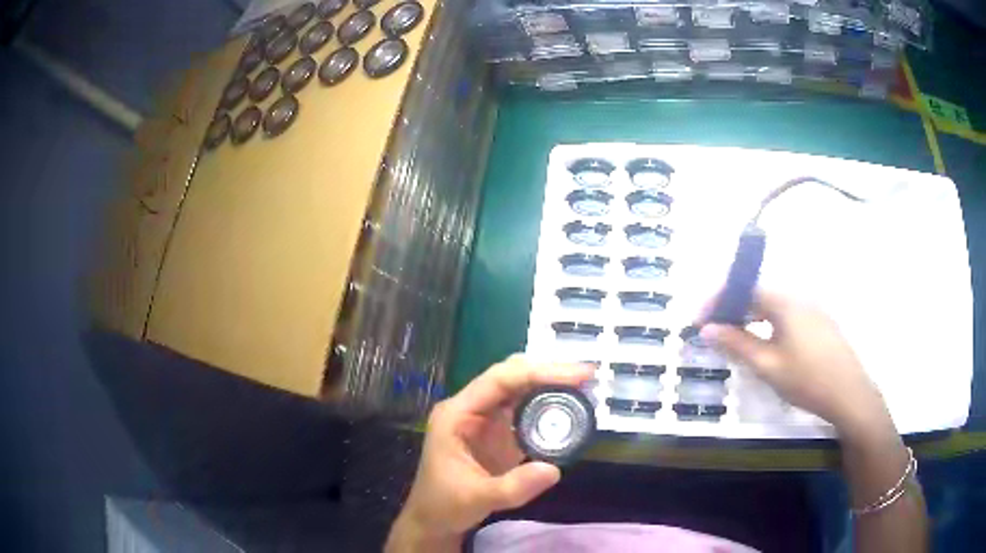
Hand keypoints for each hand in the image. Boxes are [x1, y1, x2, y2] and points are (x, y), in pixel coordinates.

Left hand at [385, 356, 593, 551]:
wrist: (434, 520)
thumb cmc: (444, 506)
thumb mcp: (477, 499)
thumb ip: (514, 487)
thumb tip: (555, 469)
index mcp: (457, 414)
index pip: (499, 380)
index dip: (539, 372)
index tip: (577, 375)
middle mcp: (471, 408)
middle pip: (511, 377)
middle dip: (548, 372)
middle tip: (586, 377)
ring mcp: (484, 420)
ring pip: (519, 389)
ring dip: (550, 385)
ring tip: (584, 387)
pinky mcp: (497, 433)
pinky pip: (525, 410)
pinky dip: (548, 406)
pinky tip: (569, 408)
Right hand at [700, 290, 890, 440]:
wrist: (849, 394)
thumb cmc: (807, 379)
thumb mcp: (768, 365)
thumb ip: (737, 344)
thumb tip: (707, 329)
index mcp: (785, 301)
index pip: (745, 288)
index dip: (719, 299)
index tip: (699, 318)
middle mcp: (799, 296)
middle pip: (759, 293)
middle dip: (733, 308)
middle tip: (713, 329)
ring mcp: (812, 308)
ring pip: (773, 305)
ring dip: (750, 316)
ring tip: (734, 337)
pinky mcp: (819, 323)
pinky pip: (786, 315)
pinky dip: (768, 323)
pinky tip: (764, 343)